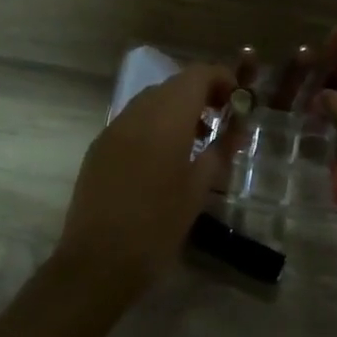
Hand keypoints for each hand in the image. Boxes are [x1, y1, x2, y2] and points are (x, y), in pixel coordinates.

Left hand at [56, 63, 232, 292]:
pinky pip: (133, 121)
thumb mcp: (198, 189)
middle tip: (222, 121)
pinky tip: (165, 157)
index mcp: (166, 118)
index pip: (197, 74)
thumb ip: (220, 150)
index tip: (239, 101)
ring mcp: (113, 128)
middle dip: (201, 94)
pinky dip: (155, 124)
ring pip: (151, 101)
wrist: (98, 261)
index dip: (222, 79)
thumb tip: (237, 129)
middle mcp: (137, 113)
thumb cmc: (158, 225)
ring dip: (178, 108)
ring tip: (197, 141)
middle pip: (173, 84)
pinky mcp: (99, 147)